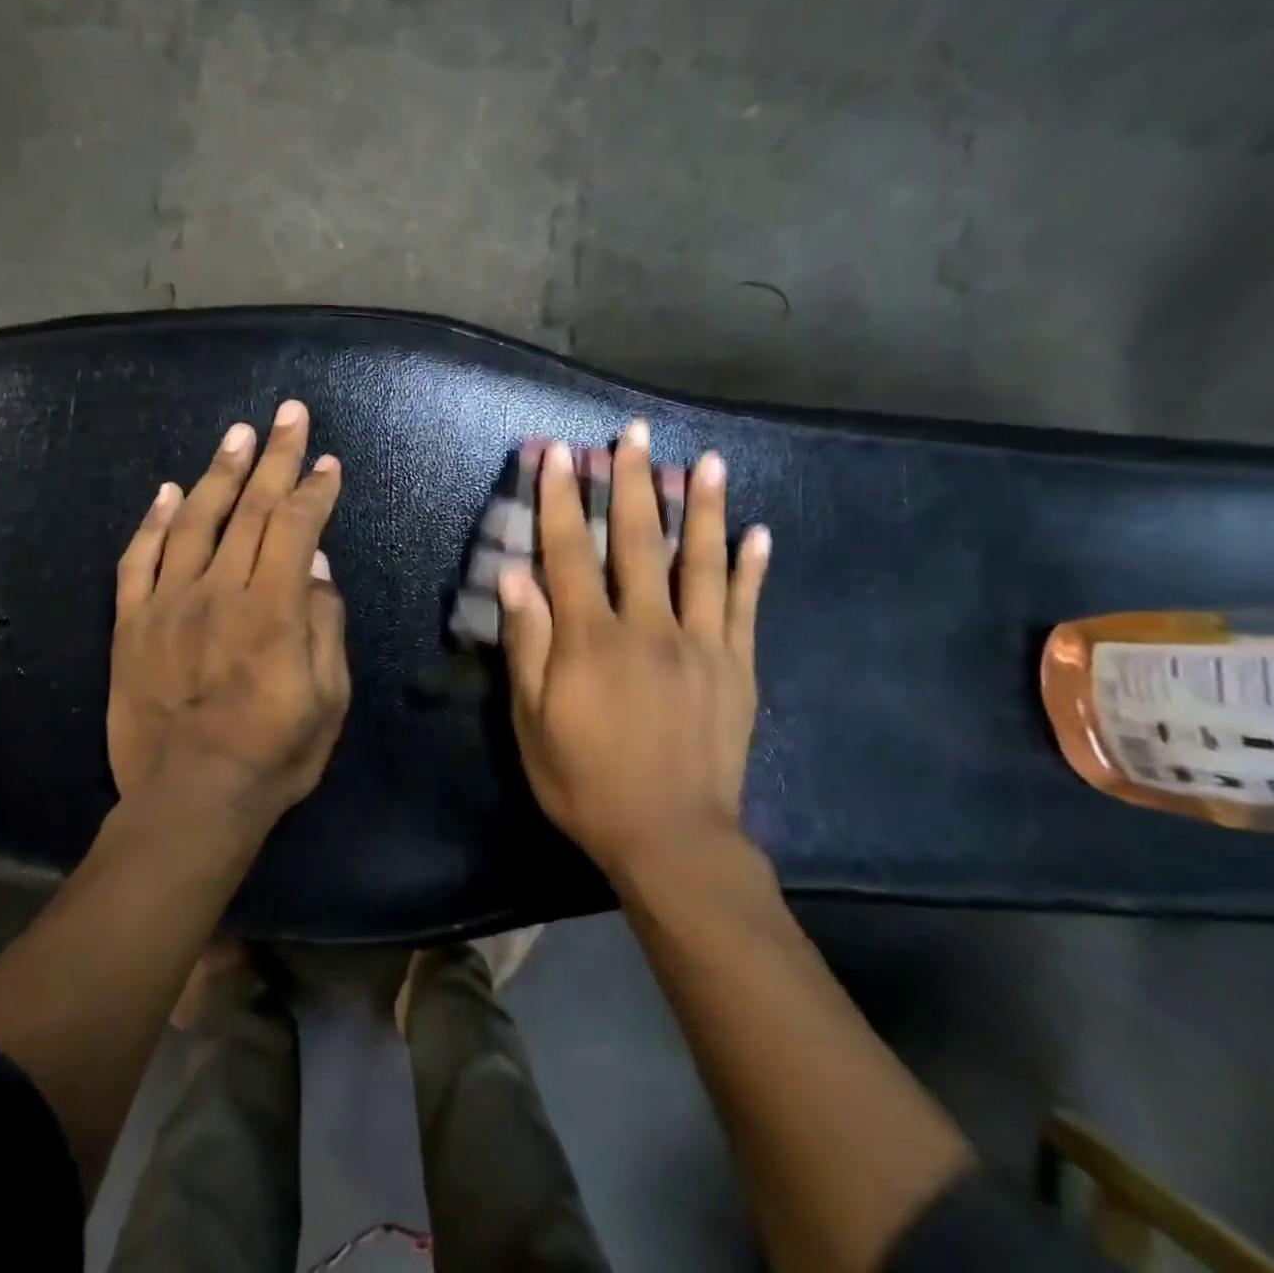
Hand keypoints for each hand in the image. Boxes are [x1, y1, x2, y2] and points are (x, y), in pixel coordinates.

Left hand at [108, 400, 349, 835]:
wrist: (188, 802)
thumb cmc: (273, 756)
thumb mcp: (328, 700)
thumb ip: (325, 626)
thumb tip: (317, 566)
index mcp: (272, 610)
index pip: (296, 527)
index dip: (314, 489)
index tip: (327, 462)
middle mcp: (219, 592)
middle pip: (250, 509)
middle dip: (274, 456)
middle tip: (288, 413)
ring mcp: (168, 605)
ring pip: (195, 522)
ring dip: (219, 472)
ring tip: (237, 434)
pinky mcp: (131, 625)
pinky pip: (138, 561)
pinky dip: (154, 522)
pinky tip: (169, 491)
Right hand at [498, 421, 769, 879]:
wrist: (671, 840)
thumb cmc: (585, 783)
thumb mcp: (532, 722)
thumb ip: (527, 645)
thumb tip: (515, 576)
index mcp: (591, 640)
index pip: (571, 552)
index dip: (561, 500)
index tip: (558, 454)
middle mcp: (648, 627)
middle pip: (639, 541)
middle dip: (634, 482)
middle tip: (634, 433)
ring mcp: (701, 645)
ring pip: (700, 562)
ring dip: (703, 507)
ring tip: (707, 460)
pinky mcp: (736, 668)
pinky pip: (744, 608)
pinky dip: (751, 568)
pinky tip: (758, 533)